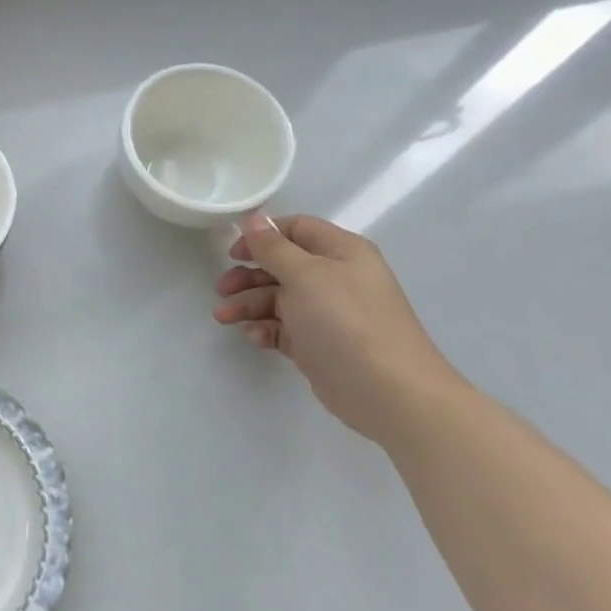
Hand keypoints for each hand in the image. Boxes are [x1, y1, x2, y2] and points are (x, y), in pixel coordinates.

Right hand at [213, 213, 463, 444]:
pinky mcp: (319, 344)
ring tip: (224, 318)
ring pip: (278, 298)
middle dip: (248, 275)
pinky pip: (284, 328)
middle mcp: (336, 277)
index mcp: (341, 251)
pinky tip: (255, 338)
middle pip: (282, 265)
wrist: (388, 392)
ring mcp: (327, 313)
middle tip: (222, 289)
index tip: (233, 252)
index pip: (296, 229)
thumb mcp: (304, 275)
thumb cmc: (345, 321)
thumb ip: (273, 247)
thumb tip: (253, 218)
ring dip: (248, 304)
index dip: (262, 236)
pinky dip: (266, 329)